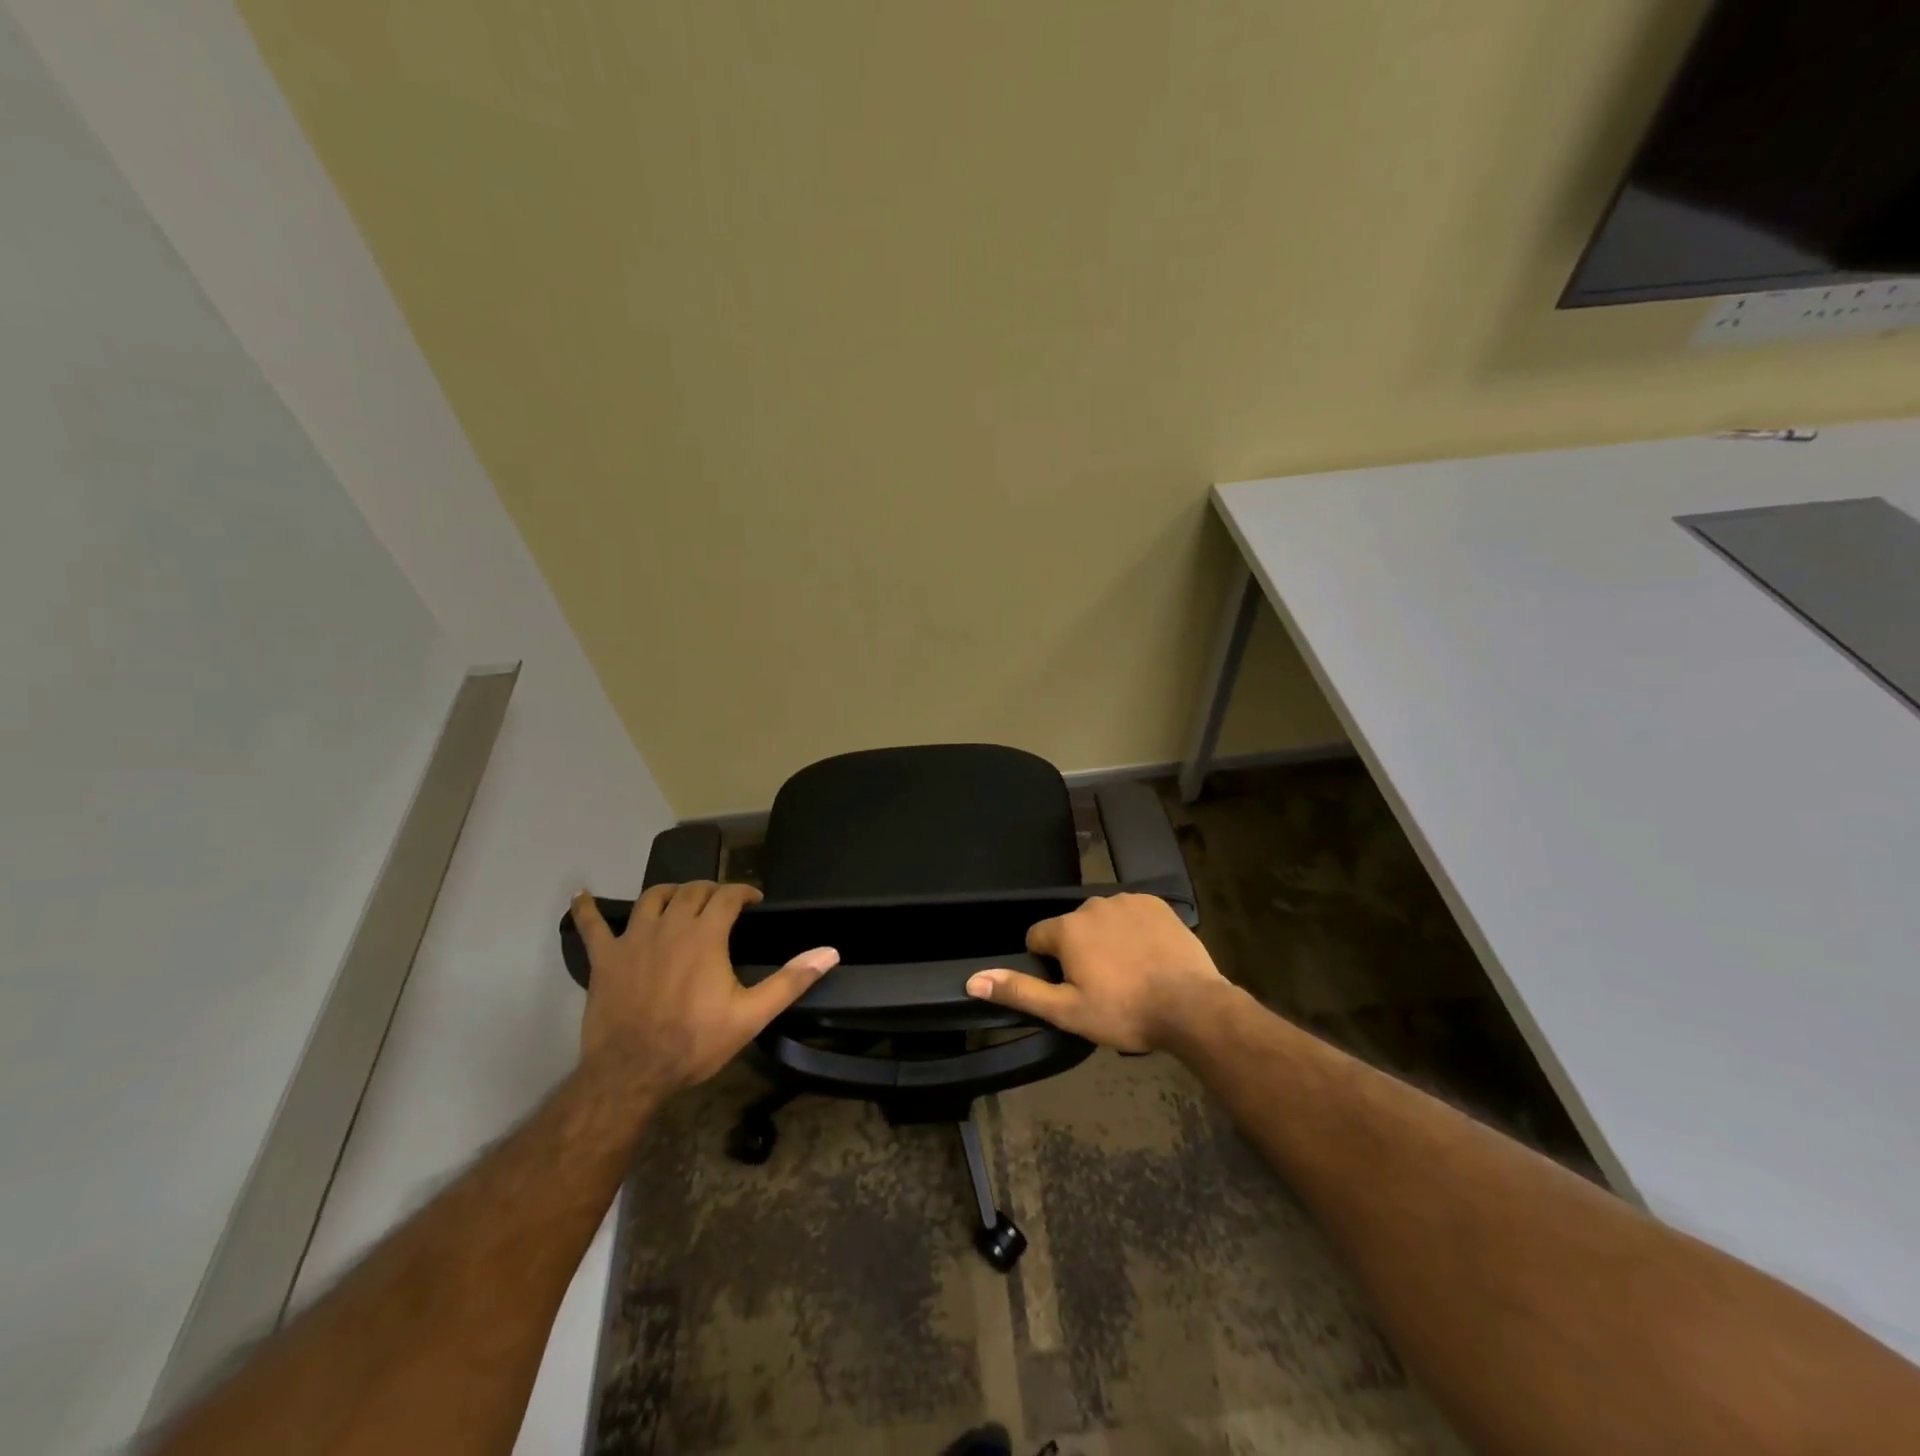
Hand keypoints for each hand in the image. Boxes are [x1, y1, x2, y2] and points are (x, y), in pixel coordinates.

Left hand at [570, 882, 837, 1094]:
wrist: (632, 1073)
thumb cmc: (695, 1042)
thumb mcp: (751, 1015)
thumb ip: (791, 980)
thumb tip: (830, 952)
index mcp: (705, 935)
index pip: (727, 896)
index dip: (743, 892)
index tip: (753, 901)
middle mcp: (669, 926)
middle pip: (692, 891)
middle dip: (711, 890)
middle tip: (723, 904)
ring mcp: (633, 939)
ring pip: (653, 898)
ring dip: (671, 892)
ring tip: (681, 899)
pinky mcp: (605, 958)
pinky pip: (591, 926)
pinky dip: (586, 909)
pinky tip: (581, 897)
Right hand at [964, 892, 1232, 1052]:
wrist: (1191, 1006)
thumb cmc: (1124, 1011)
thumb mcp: (1066, 1011)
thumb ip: (1019, 991)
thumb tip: (973, 980)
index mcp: (1068, 929)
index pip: (1038, 937)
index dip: (1048, 963)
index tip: (1070, 986)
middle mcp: (1093, 905)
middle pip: (1072, 927)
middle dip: (1079, 951)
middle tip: (1102, 986)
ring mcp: (1127, 901)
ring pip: (1102, 920)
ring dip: (1106, 939)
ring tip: (1129, 973)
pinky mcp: (1156, 903)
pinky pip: (1132, 913)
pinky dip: (1134, 930)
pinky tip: (1149, 956)